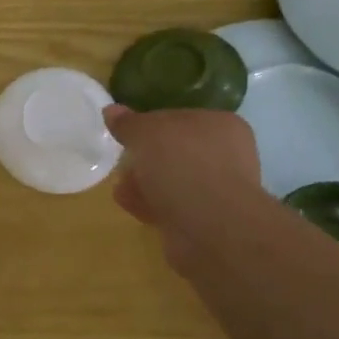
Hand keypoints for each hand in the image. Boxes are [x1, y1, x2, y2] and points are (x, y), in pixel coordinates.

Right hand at [103, 104, 259, 274]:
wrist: (210, 228)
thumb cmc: (182, 165)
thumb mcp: (145, 133)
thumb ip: (128, 123)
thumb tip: (111, 110)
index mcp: (220, 125)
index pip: (180, 117)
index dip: (150, 124)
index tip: (128, 134)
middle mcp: (226, 155)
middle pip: (176, 150)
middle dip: (146, 157)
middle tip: (123, 160)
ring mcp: (219, 190)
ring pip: (174, 180)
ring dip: (146, 182)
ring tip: (120, 185)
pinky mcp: (207, 220)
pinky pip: (173, 205)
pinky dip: (151, 204)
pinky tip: (130, 204)